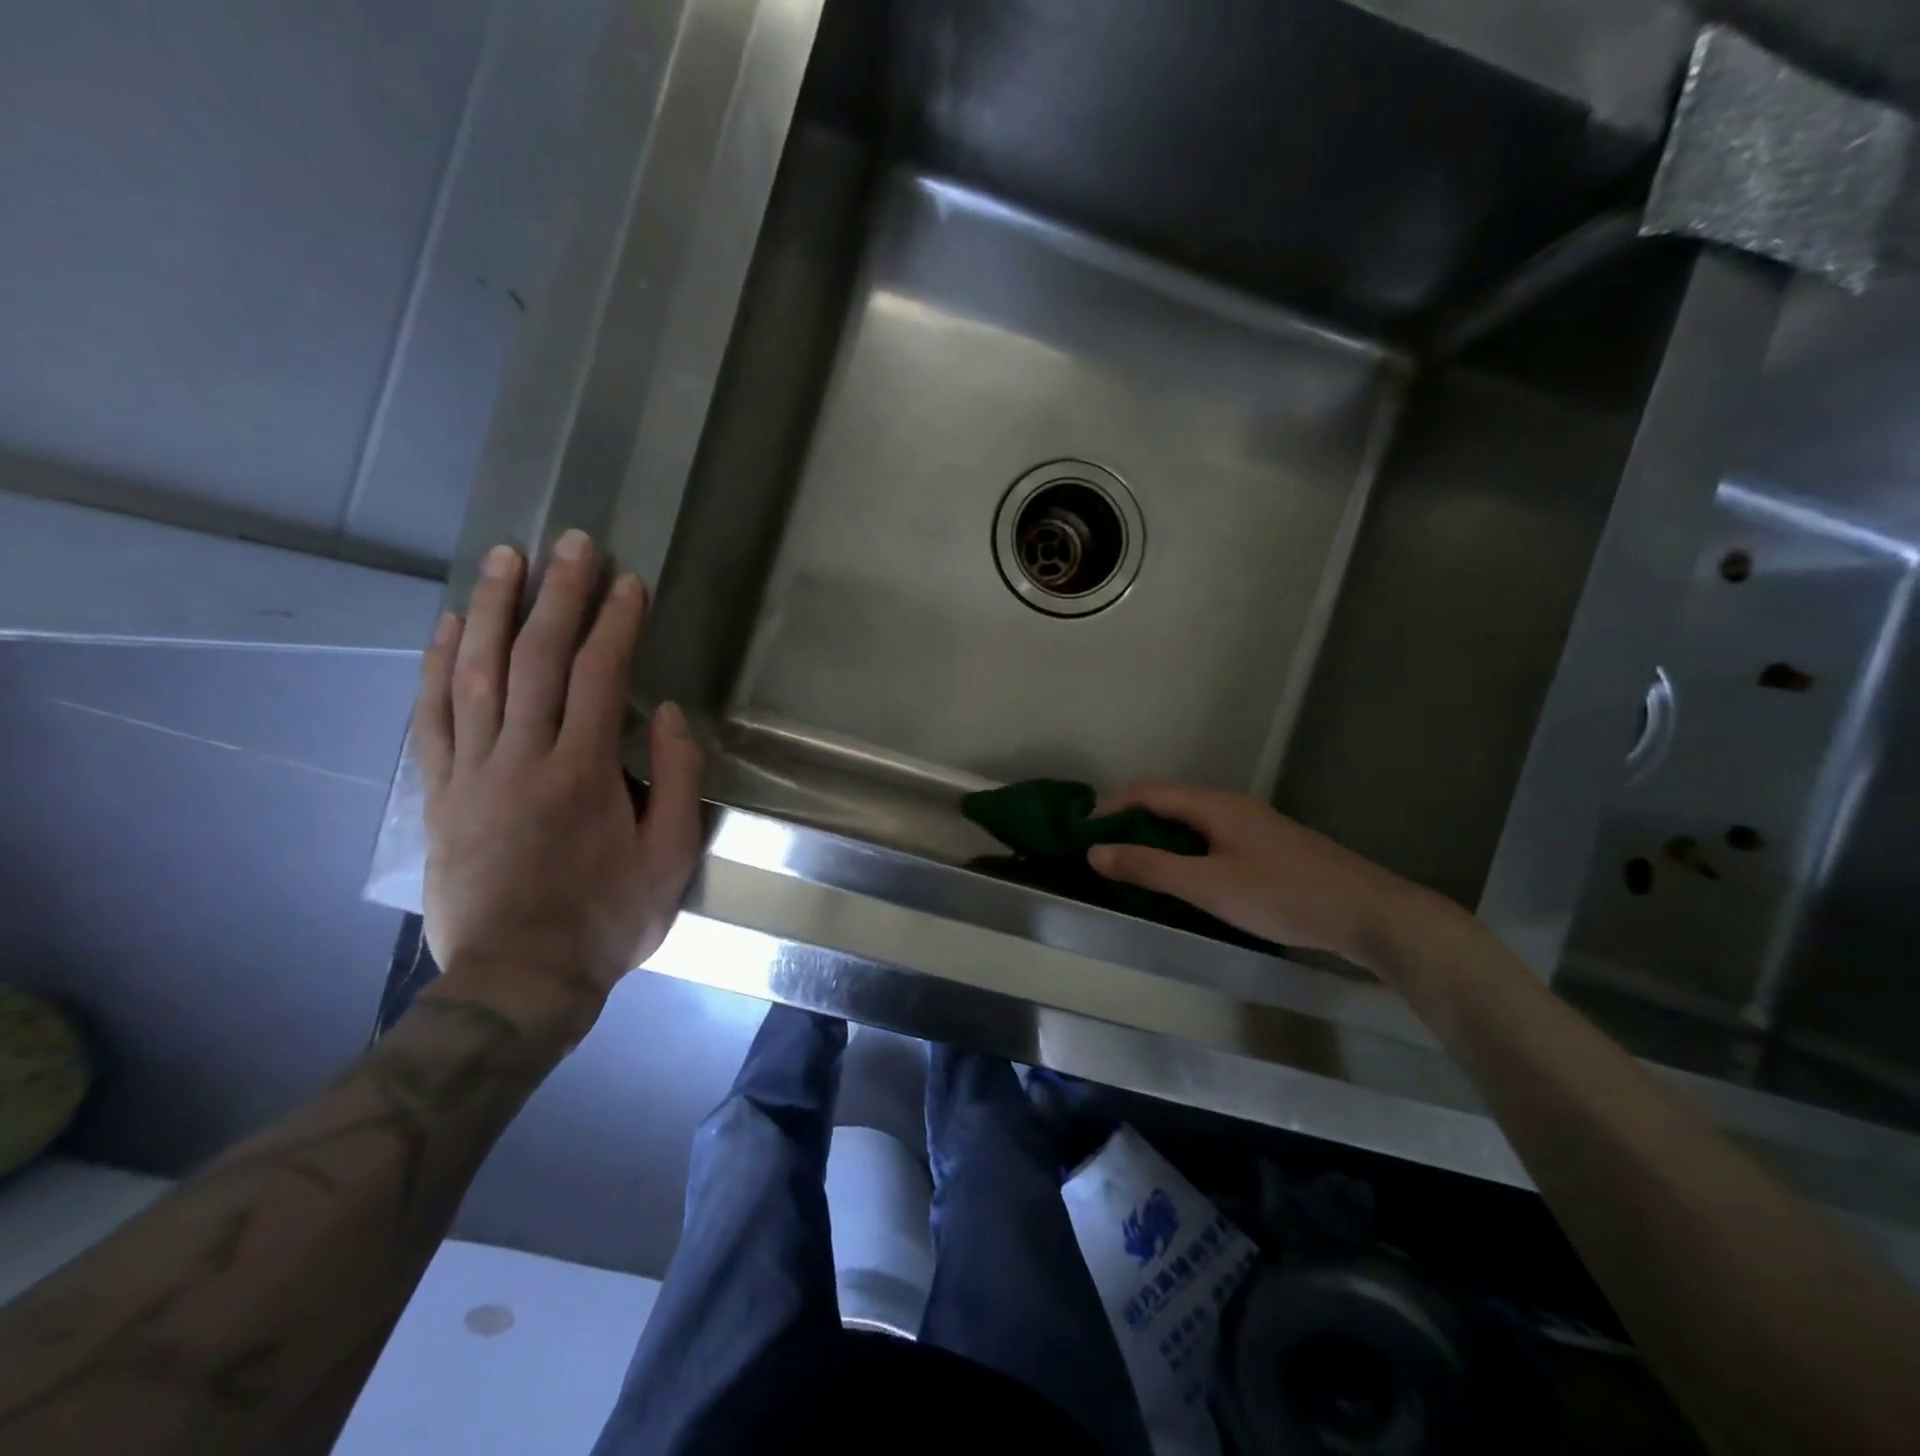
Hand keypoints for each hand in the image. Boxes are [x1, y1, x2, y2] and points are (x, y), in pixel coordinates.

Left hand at [412, 532, 704, 1028]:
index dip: (614, 623)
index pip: (599, 676)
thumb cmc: (607, 918)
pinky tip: (448, 628)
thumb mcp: (670, 856)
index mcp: (584, 772)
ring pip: (477, 674)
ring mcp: (474, 773)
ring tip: (504, 559)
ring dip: (493, 610)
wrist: (518, 979)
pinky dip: (438, 667)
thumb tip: (667, 714)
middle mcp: (524, 757)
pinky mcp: (441, 794)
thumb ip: (675, 779)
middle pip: (537, 659)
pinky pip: (433, 718)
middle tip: (571, 543)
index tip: (627, 582)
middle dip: (558, 595)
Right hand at [1087, 782, 1434, 965]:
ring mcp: (1252, 824)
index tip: (1081, 831)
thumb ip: (1149, 868)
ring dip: (1156, 835)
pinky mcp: (1267, 845)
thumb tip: (1094, 851)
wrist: (1369, 912)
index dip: (1109, 807)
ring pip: (1190, 819)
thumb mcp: (1207, 885)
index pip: (1147, 792)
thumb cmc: (1282, 895)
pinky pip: (1209, 835)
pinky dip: (1182, 847)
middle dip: (1129, 820)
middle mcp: (1230, 804)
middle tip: (1102, 850)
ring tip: (1132, 863)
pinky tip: (1182, 874)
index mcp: (1213, 804)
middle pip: (1167, 801)